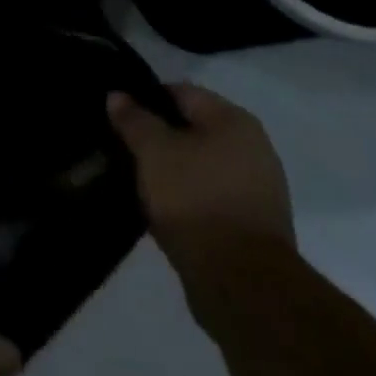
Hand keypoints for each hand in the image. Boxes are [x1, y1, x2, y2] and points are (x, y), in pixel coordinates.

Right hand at [108, 82, 294, 275]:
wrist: (241, 283)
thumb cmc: (195, 200)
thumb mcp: (154, 152)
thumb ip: (134, 120)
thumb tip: (117, 95)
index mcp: (233, 119)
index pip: (181, 92)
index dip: (145, 99)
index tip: (118, 116)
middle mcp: (253, 146)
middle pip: (193, 129)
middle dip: (159, 138)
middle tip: (124, 150)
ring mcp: (257, 187)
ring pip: (200, 165)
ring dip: (172, 171)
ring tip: (138, 182)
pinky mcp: (253, 224)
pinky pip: (210, 196)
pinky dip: (187, 198)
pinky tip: (163, 211)